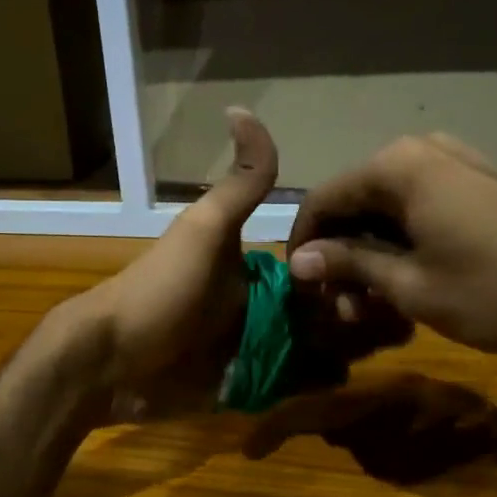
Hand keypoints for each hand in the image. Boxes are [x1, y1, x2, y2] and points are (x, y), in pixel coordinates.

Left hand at [74, 110, 406, 418]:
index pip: (323, 265)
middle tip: (384, 321)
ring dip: (350, 344)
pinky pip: (299, 381)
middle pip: (329, 308)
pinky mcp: (252, 387)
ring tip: (365, 345)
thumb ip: (239, 183)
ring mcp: (261, 349)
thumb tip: (242, 109)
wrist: (113, 360)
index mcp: (261, 268)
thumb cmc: (162, 290)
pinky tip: (334, 374)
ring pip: (323, 344)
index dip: (353, 268)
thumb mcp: (206, 230)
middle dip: (360, 312)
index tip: (380, 276)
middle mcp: (267, 306)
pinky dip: (321, 378)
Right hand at [285, 134, 496, 355]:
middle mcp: (420, 152)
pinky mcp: (480, 183)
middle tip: (348, 312)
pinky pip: (423, 209)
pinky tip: (414, 285)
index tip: (303, 292)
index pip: (323, 200)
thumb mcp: (411, 285)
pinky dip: (407, 246)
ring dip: (375, 257)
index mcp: (395, 167)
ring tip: (381, 308)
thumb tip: (300, 262)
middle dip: (344, 259)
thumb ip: (349, 265)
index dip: (305, 247)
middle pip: (357, 204)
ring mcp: (455, 164)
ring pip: (390, 211)